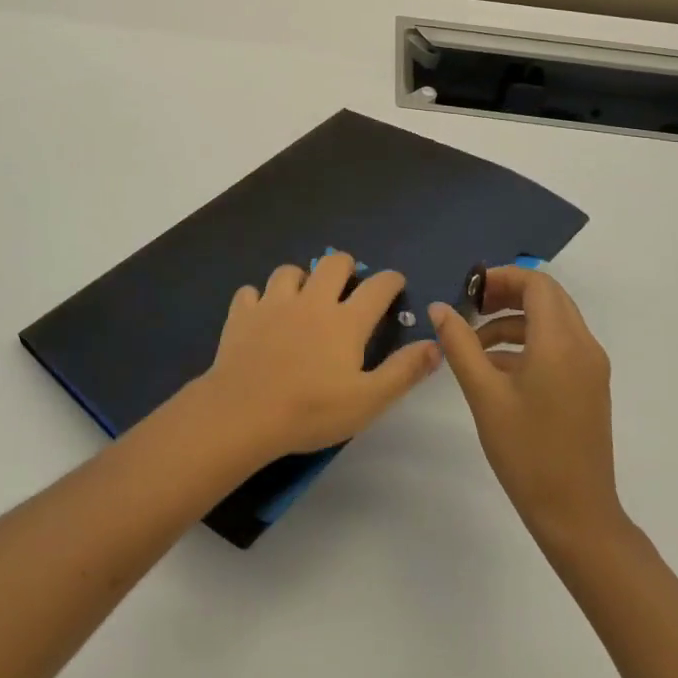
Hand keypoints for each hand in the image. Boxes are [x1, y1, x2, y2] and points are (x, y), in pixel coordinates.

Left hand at [202, 251, 441, 461]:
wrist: (244, 413)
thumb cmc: (311, 410)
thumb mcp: (368, 401)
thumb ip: (403, 371)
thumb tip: (435, 344)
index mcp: (345, 321)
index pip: (377, 287)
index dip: (390, 280)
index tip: (395, 282)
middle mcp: (312, 301)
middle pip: (333, 263)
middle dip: (345, 266)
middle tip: (348, 284)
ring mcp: (273, 303)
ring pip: (289, 271)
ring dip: (300, 278)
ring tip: (302, 296)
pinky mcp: (242, 314)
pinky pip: (250, 292)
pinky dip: (258, 298)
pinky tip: (261, 313)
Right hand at [430, 267, 624, 546]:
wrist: (577, 515)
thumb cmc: (527, 452)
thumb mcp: (484, 395)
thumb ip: (460, 344)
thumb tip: (440, 307)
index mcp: (560, 342)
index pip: (537, 283)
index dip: (502, 277)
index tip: (469, 291)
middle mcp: (583, 345)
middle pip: (547, 297)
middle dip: (507, 294)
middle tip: (470, 308)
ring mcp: (591, 367)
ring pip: (553, 320)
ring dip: (514, 320)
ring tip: (474, 343)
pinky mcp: (589, 386)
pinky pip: (559, 345)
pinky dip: (528, 342)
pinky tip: (496, 368)